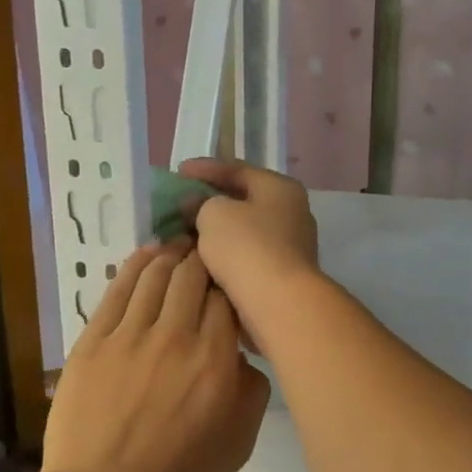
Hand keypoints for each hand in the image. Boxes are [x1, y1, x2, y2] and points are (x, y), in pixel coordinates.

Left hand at [41, 243, 269, 471]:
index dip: (232, 282)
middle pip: (194, 275)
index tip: (233, 282)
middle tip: (208, 256)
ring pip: (156, 273)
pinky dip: (136, 264)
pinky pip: (118, 289)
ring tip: (180, 248)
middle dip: (204, 259)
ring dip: (172, 254)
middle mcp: (175, 337)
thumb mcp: (239, 441)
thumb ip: (253, 389)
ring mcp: (130, 335)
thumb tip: (242, 353)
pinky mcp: (94, 339)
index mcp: (214, 360)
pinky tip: (148, 254)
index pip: (228, 298)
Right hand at [176, 159, 319, 343]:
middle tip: (180, 203)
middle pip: (244, 200)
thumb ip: (200, 203)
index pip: (238, 169)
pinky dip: (226, 253)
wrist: (279, 303)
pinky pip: (248, 255)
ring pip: (245, 230)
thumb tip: (195, 203)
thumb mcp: (214, 214)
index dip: (206, 168)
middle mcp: (292, 212)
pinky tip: (202, 257)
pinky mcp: (283, 274)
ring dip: (217, 230)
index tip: (178, 171)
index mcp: (281, 188)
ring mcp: (291, 245)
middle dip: (211, 201)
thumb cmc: (247, 247)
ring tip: (185, 231)